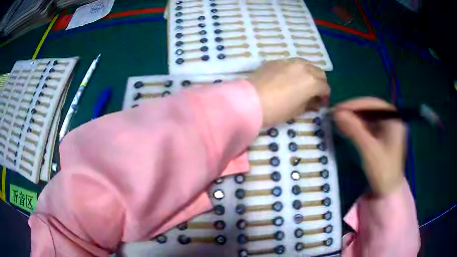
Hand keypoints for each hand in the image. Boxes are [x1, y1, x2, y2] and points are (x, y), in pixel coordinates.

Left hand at [248, 58, 329, 126]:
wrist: (250, 101)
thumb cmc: (277, 110)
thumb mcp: (297, 111)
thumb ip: (310, 104)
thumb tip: (316, 102)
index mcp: (312, 82)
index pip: (325, 87)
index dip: (324, 96)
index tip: (320, 102)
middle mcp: (304, 68)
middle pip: (319, 72)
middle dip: (320, 82)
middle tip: (313, 92)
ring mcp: (290, 62)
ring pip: (306, 64)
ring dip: (309, 72)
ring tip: (302, 82)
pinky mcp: (277, 60)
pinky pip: (292, 63)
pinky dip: (295, 69)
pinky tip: (287, 78)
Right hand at [332, 97, 405, 194]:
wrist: (388, 192)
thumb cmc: (383, 172)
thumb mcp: (369, 150)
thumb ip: (354, 130)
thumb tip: (335, 113)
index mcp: (394, 119)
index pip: (372, 104)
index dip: (354, 105)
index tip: (337, 109)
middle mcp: (391, 120)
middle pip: (369, 109)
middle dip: (352, 112)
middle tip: (334, 116)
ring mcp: (386, 128)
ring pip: (367, 118)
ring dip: (352, 119)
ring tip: (337, 122)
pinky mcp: (381, 137)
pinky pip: (367, 127)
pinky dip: (356, 127)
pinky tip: (346, 129)